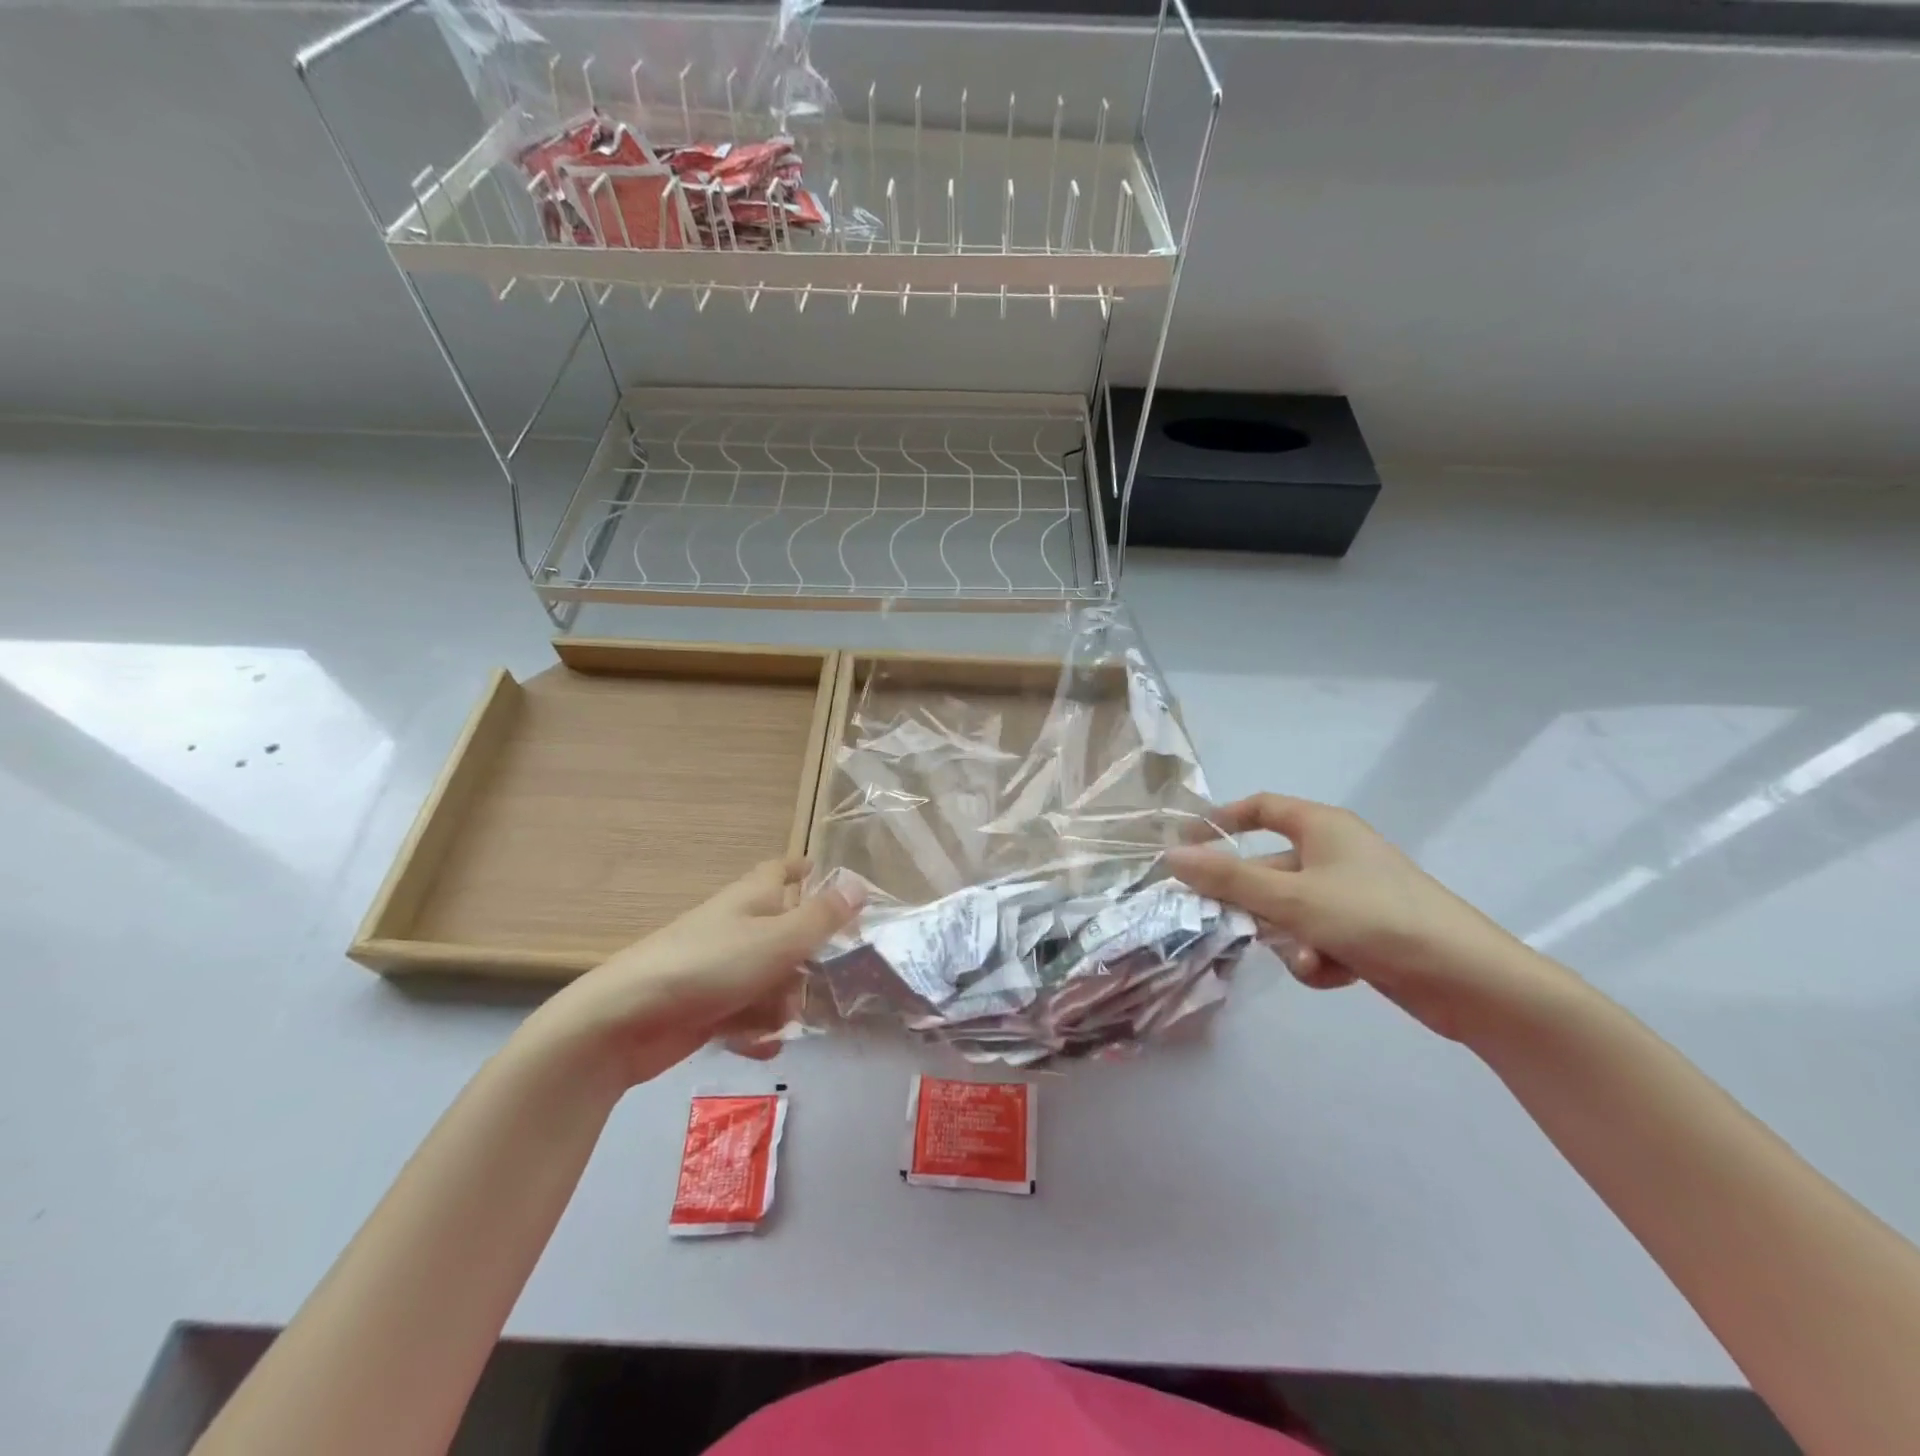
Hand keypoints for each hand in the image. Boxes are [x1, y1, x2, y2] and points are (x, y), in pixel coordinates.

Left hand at [522, 859, 861, 1088]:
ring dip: (781, 1003)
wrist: (625, 1021)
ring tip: (778, 1023)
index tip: (821, 873)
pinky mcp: (703, 1007)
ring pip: (769, 979)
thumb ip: (822, 917)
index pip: (779, 870)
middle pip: (784, 934)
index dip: (801, 869)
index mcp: (750, 899)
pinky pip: (744, 1014)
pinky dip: (754, 1030)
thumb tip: (859, 884)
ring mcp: (717, 969)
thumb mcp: (777, 940)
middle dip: (805, 961)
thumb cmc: (709, 967)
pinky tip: (763, 1047)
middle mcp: (735, 928)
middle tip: (821, 981)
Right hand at [1166, 794, 1564, 1041]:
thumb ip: (1228, 879)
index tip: (1186, 846)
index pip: (1261, 807)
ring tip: (1307, 958)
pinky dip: (1317, 956)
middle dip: (1252, 901)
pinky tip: (1333, 973)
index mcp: (1323, 827)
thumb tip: (1171, 858)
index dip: (1222, 821)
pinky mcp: (1366, 931)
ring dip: (1287, 937)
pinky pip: (1317, 935)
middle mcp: (1336, 853)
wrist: (1471, 982)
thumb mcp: (1292, 898)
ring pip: (1289, 909)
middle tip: (1226, 923)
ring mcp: (1353, 893)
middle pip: (1269, 867)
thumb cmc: (1375, 920)